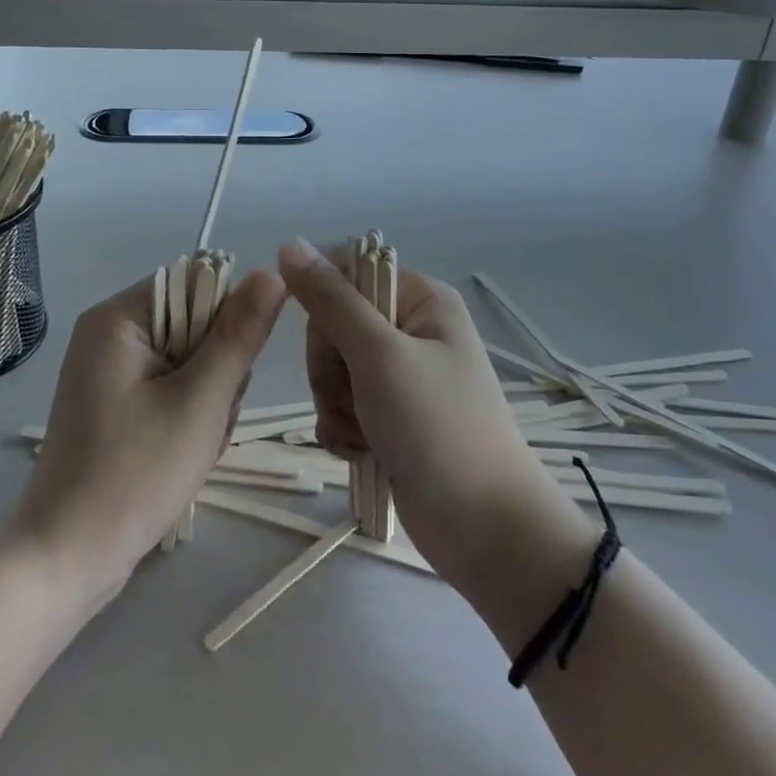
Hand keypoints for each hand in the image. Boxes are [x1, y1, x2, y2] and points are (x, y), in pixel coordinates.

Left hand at [9, 269, 287, 600]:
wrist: (65, 560)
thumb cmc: (134, 475)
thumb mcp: (199, 401)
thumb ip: (238, 335)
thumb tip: (272, 273)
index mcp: (118, 318)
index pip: (196, 285)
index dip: (226, 323)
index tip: (229, 375)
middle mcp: (108, 333)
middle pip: (193, 323)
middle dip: (215, 371)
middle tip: (206, 420)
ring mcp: (108, 370)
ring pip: (188, 360)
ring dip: (206, 399)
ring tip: (193, 444)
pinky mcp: (113, 403)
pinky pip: (169, 388)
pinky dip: (186, 415)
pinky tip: (181, 453)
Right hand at [278, 238, 585, 593]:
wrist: (485, 531)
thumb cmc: (438, 429)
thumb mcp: (380, 355)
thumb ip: (331, 300)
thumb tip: (290, 244)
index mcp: (420, 299)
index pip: (346, 273)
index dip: (325, 306)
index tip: (331, 344)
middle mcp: (411, 329)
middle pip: (333, 325)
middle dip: (331, 367)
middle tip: (355, 397)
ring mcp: (400, 375)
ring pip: (332, 369)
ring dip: (334, 403)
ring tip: (363, 433)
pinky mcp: (389, 416)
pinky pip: (341, 405)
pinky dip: (342, 427)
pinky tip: (360, 451)